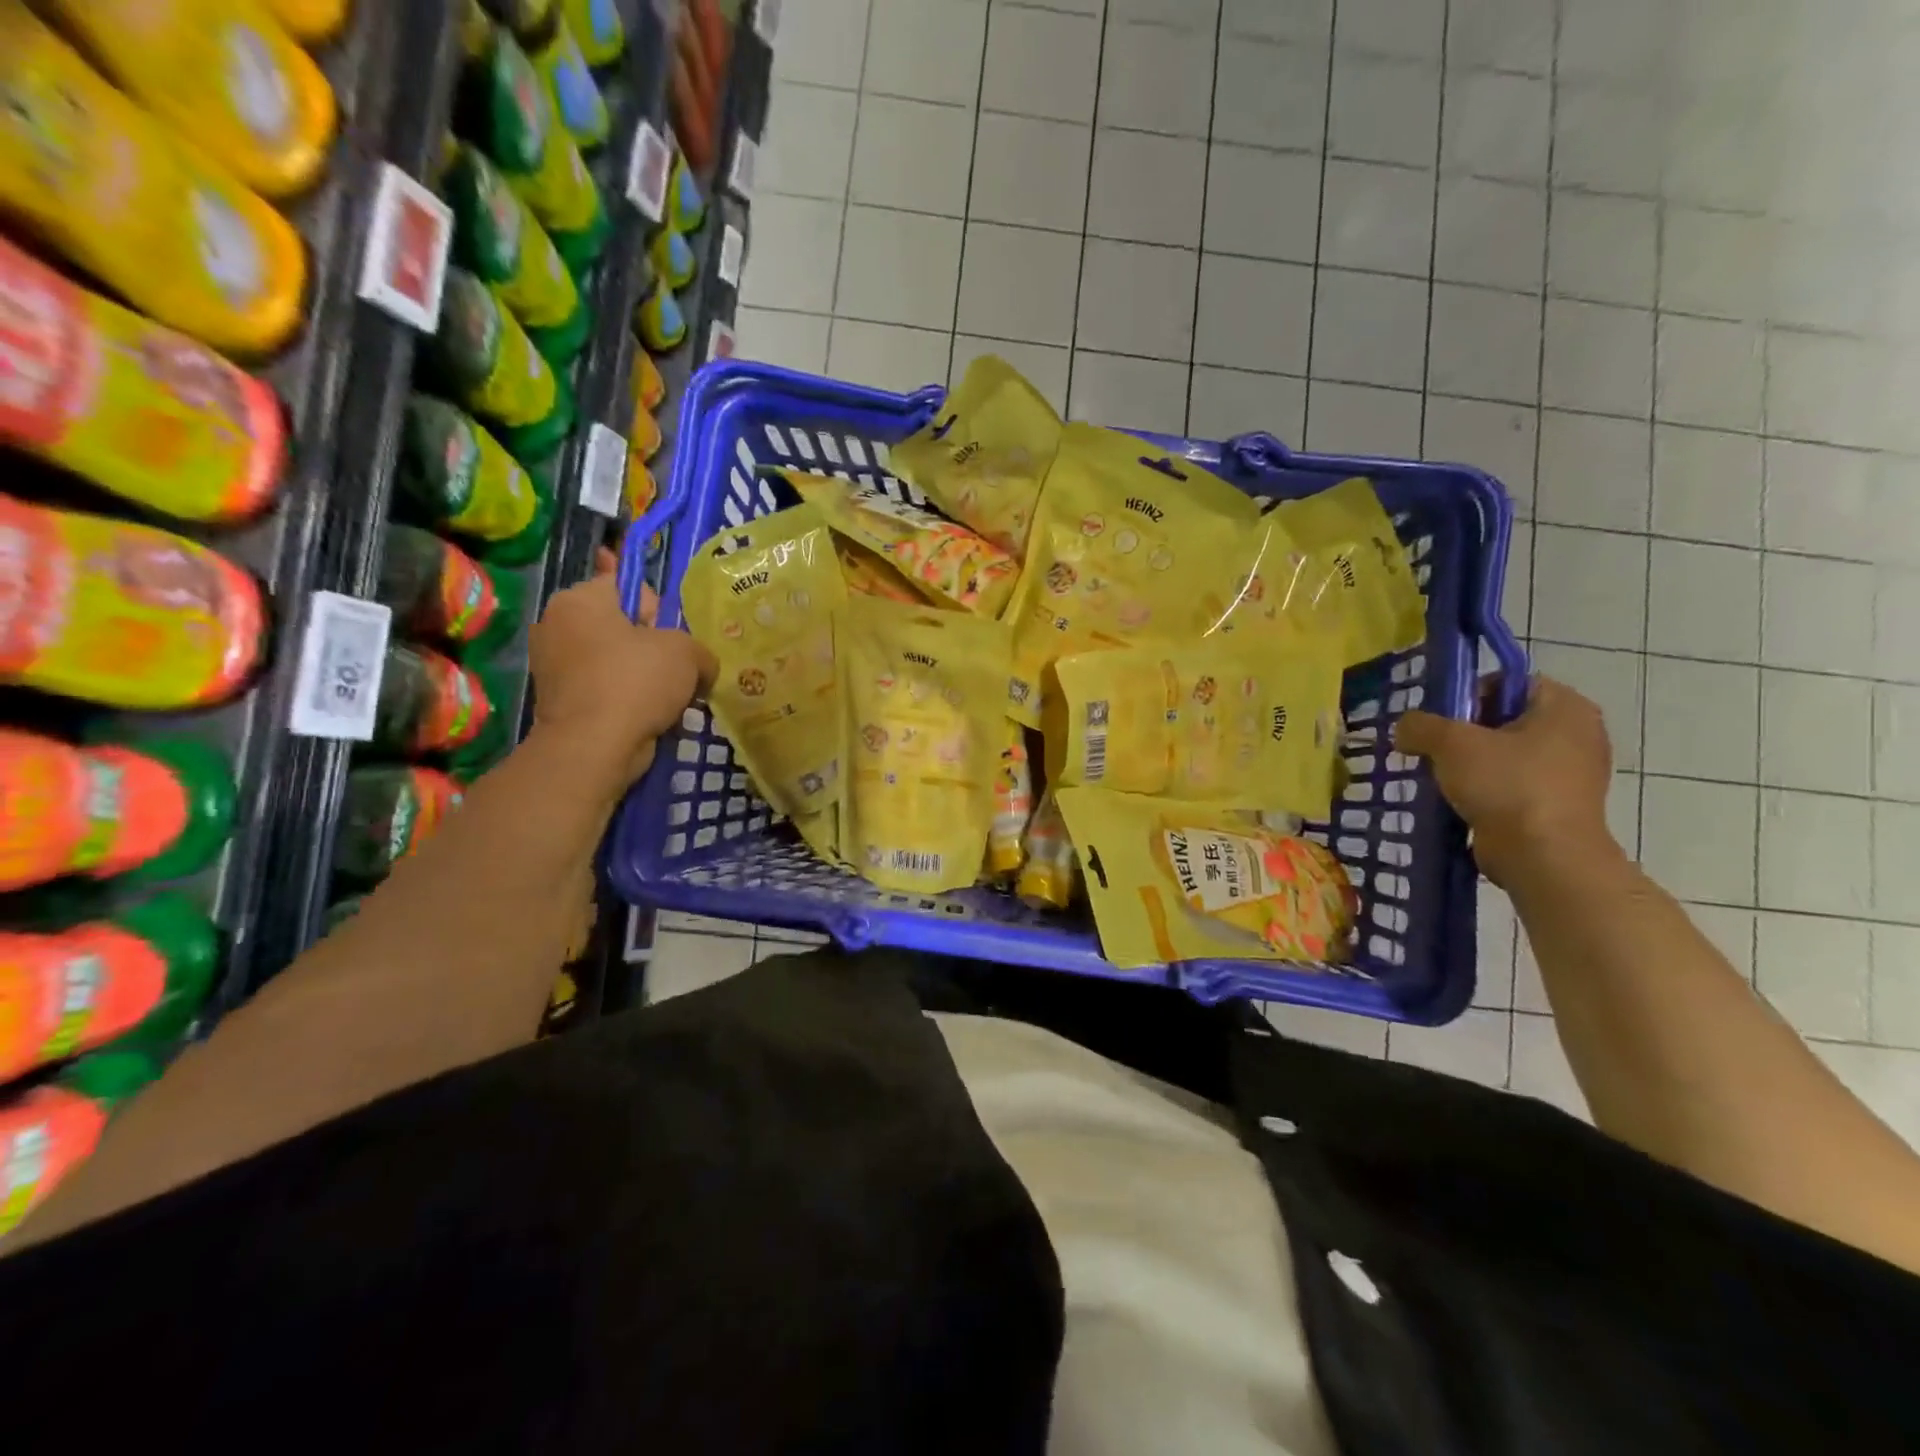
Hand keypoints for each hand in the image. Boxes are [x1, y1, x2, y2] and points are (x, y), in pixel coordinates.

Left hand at [529, 571, 716, 783]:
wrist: (593, 746)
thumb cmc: (636, 681)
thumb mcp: (687, 652)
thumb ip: (699, 650)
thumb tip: (702, 668)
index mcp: (579, 599)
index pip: (625, 585)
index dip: (657, 609)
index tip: (672, 636)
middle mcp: (556, 625)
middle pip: (620, 625)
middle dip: (650, 646)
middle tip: (675, 670)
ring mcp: (552, 665)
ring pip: (613, 661)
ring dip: (640, 676)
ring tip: (666, 698)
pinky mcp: (558, 701)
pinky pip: (603, 689)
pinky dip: (624, 699)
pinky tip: (647, 715)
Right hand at [1393, 676, 1617, 886]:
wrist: (1544, 856)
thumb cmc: (1506, 785)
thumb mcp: (1451, 743)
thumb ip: (1420, 725)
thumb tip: (1405, 729)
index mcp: (1565, 707)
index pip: (1507, 682)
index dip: (1467, 695)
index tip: (1440, 721)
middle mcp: (1577, 733)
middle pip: (1503, 719)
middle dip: (1464, 733)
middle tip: (1433, 749)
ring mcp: (1572, 773)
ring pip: (1505, 755)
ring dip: (1470, 764)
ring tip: (1440, 777)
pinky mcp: (1558, 805)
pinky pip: (1512, 785)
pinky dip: (1486, 790)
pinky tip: (1459, 801)